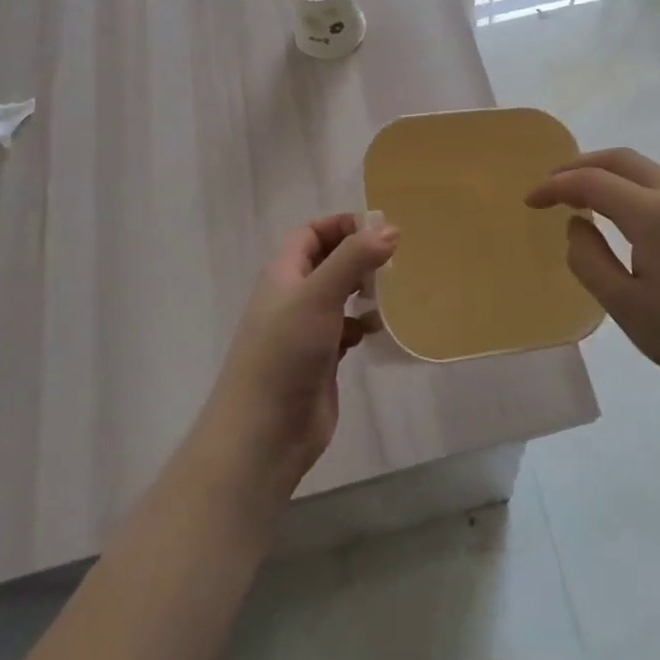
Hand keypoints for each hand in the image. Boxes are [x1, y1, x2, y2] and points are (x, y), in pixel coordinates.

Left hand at [193, 215, 398, 509]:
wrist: (263, 434)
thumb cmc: (285, 353)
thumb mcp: (318, 295)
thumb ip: (353, 259)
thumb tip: (390, 228)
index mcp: (283, 274)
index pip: (310, 233)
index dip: (340, 224)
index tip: (378, 226)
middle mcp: (293, 297)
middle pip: (327, 262)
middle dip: (358, 256)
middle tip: (396, 257)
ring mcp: (306, 331)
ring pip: (339, 297)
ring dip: (364, 290)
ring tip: (396, 290)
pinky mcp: (321, 361)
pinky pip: (346, 331)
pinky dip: (363, 324)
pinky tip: (382, 328)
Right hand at [525, 149, 659, 404]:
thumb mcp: (627, 307)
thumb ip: (590, 260)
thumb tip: (577, 226)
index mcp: (654, 214)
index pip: (592, 182)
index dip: (555, 187)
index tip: (529, 202)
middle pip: (621, 160)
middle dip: (580, 165)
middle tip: (552, 186)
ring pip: (645, 171)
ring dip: (608, 174)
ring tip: (582, 199)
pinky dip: (631, 189)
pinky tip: (624, 218)